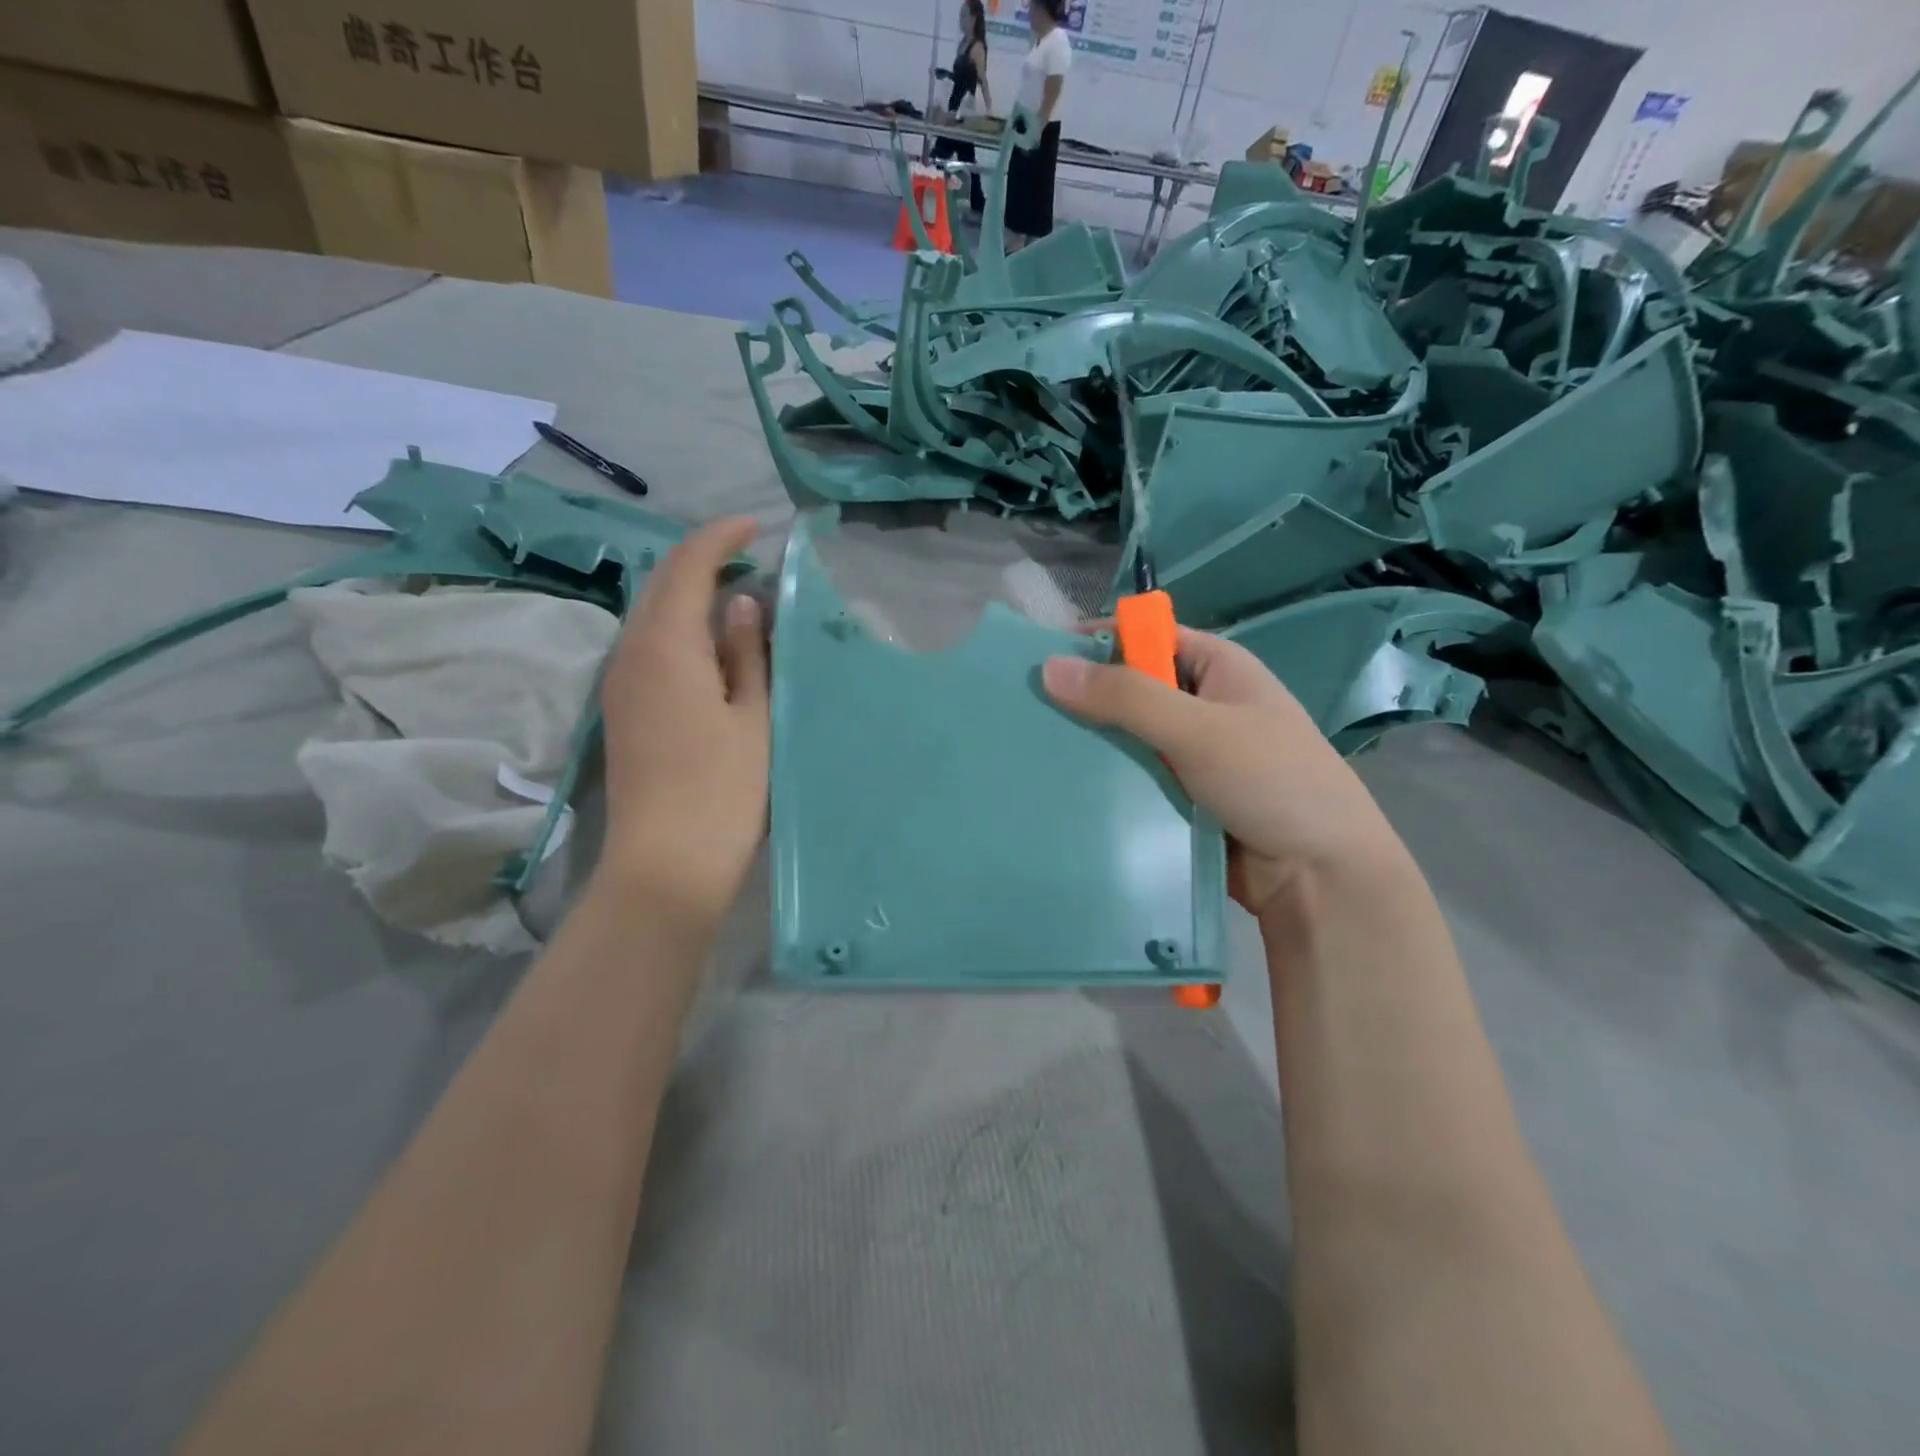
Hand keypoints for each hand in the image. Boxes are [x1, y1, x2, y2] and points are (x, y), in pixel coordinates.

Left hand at [598, 518, 767, 928]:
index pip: (687, 567)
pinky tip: (712, 645)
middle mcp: (631, 654)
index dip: (720, 537)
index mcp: (667, 646)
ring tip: (738, 597)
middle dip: (702, 561)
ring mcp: (620, 683)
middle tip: (751, 560)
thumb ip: (747, 653)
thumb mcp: (753, 717)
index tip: (755, 526)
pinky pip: (648, 646)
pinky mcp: (623, 710)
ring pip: (652, 616)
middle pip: (661, 585)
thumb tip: (741, 603)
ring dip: (690, 596)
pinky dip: (680, 628)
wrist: (665, 863)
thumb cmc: (723, 790)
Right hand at [1043, 628, 1404, 920]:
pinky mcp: (1180, 797)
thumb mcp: (1199, 730)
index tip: (1039, 661)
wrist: (1321, 878)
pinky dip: (1105, 781)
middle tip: (1025, 713)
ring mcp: (1191, 754)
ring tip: (1032, 752)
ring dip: (1091, 745)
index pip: (1147, 637)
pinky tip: (1063, 788)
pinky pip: (1133, 778)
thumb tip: (1049, 667)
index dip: (1097, 642)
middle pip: (1131, 688)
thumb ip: (1126, 697)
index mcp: (1217, 668)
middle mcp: (1202, 704)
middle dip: (1084, 699)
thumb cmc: (1272, 783)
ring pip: (1127, 738)